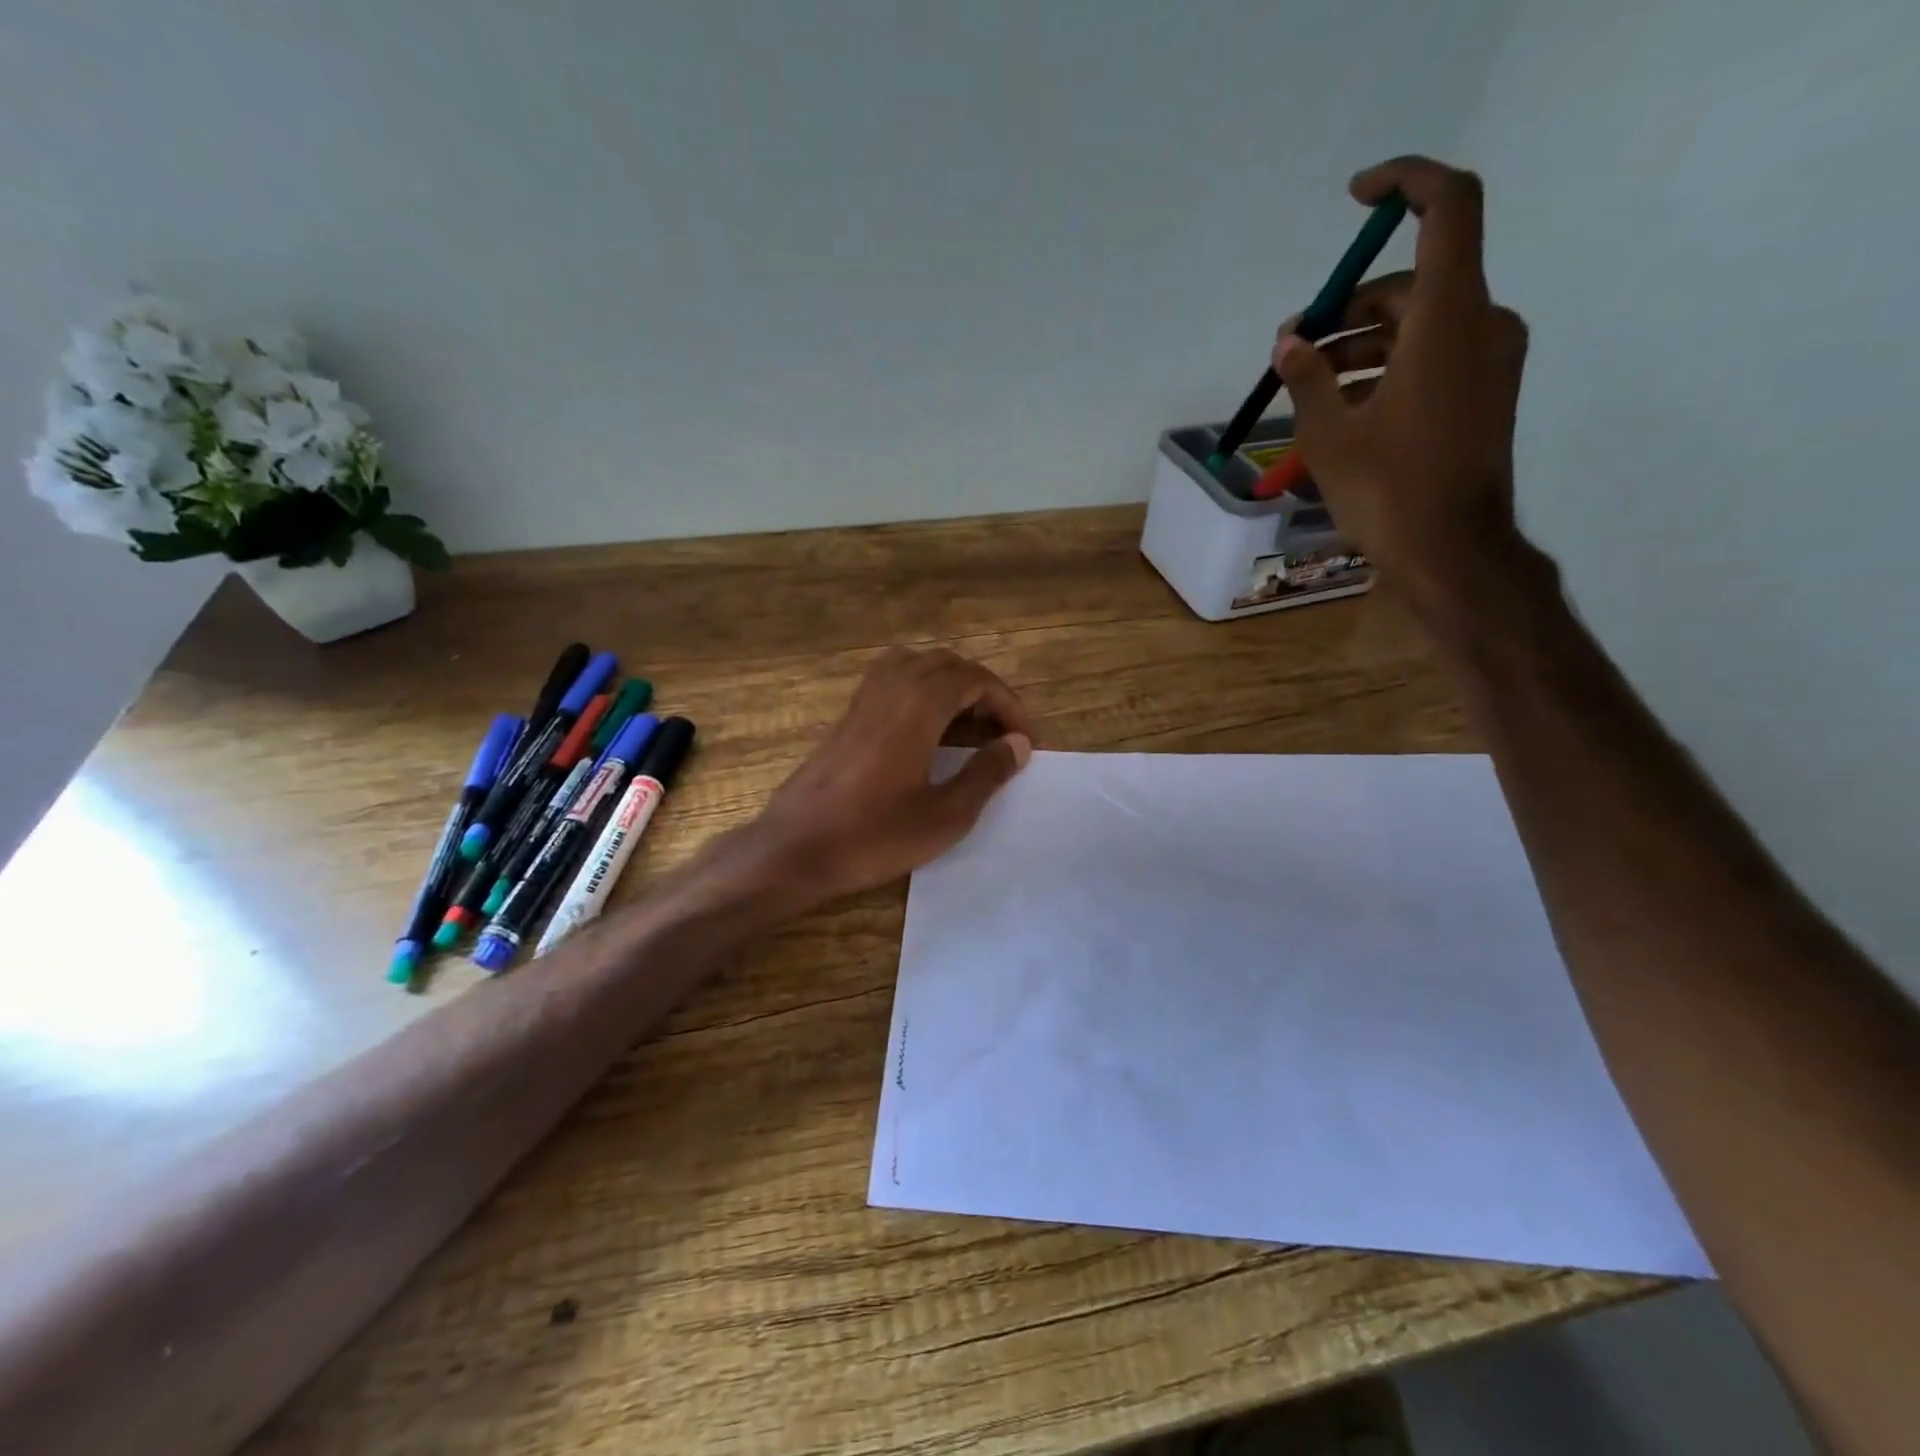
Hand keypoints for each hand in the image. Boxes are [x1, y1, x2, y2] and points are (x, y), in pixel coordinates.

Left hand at [741, 647, 1033, 911]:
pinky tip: (925, 729)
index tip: (1027, 740)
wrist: (795, 849)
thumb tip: (1017, 744)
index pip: (975, 680)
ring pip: (915, 665)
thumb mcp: (945, 815)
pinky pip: (891, 680)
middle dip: (983, 689)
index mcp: (918, 707)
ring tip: (968, 721)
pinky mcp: (846, 718)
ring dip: (950, 683)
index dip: (1009, 704)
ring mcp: (863, 701)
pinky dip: (920, 689)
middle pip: (947, 664)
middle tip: (1002, 730)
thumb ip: (985, 774)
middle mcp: (890, 690)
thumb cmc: (874, 836)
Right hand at [1273, 156, 1531, 618]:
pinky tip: (1341, 406)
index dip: (1403, 184)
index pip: (1447, 207)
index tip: (1354, 200)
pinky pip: (1432, 357)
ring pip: (1418, 326)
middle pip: (1412, 285)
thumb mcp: (1329, 434)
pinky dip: (1386, 367)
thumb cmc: (1387, 490)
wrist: (1451, 553)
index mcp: (1448, 318)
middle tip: (1293, 348)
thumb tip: (1290, 343)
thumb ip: (1307, 377)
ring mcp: (1489, 361)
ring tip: (1305, 385)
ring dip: (1360, 345)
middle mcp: (1481, 324)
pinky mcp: (1484, 393)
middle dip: (1347, 310)